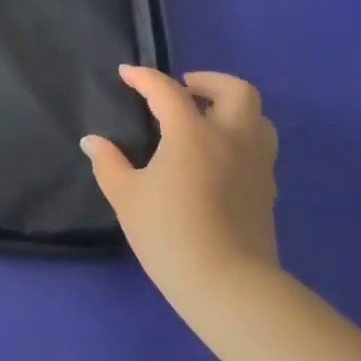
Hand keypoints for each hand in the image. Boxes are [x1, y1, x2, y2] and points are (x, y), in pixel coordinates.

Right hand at [81, 67, 280, 322]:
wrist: (229, 287)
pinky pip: (259, 148)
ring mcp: (256, 165)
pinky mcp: (267, 191)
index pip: (167, 91)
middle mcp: (231, 140)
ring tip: (205, 121)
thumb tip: (93, 142)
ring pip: (258, 118)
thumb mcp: (126, 197)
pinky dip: (239, 139)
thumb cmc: (169, 234)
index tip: (126, 74)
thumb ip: (108, 163)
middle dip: (208, 81)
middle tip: (182, 91)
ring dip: (232, 109)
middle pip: (235, 90)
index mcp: (192, 134)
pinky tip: (217, 159)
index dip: (144, 77)